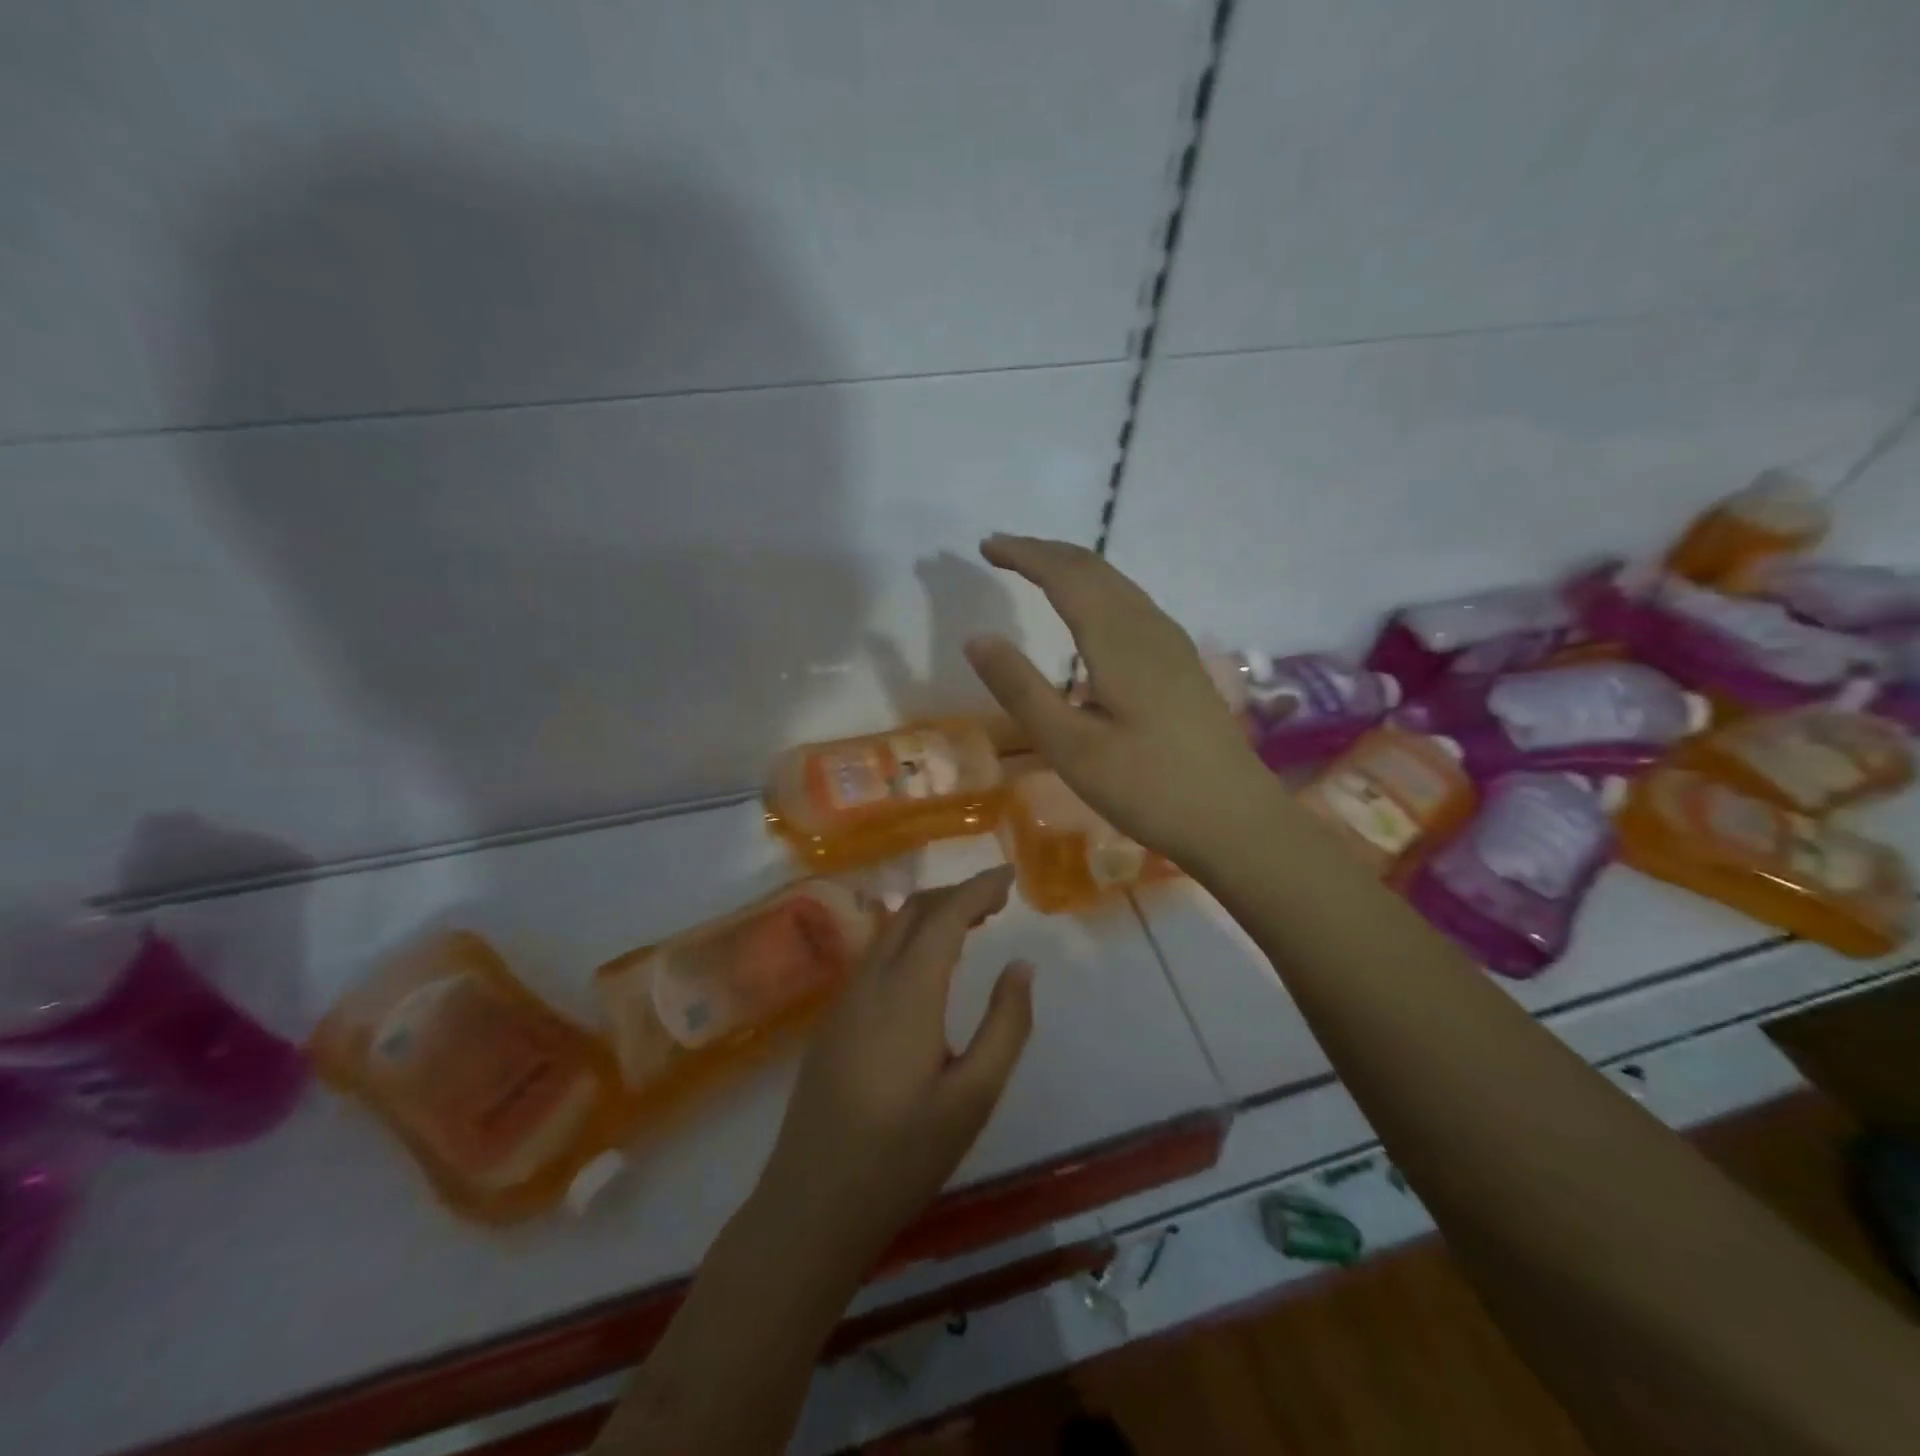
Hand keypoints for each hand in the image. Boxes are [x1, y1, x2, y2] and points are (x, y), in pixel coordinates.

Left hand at [754, 867, 1033, 1265]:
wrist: (810, 1206)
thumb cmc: (901, 1157)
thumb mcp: (972, 1099)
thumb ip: (1005, 1026)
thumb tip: (1021, 966)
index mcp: (906, 993)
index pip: (945, 915)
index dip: (979, 888)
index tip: (1010, 877)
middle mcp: (870, 981)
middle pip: (913, 911)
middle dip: (956, 894)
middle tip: (998, 902)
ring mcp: (844, 998)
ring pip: (890, 930)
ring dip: (931, 915)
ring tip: (971, 926)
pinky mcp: (832, 1019)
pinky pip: (876, 955)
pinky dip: (909, 939)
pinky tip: (928, 966)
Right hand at [965, 534, 1271, 862]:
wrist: (1237, 820)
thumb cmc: (1149, 788)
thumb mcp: (1071, 747)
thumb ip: (1022, 690)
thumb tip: (977, 637)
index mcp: (1119, 641)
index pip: (1066, 575)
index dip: (1025, 554)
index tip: (986, 545)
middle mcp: (1148, 629)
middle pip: (1095, 569)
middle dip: (1046, 553)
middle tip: (1003, 551)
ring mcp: (1172, 646)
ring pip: (1118, 585)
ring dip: (1073, 569)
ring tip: (1037, 572)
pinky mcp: (1182, 666)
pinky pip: (1132, 605)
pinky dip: (1097, 591)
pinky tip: (1091, 616)